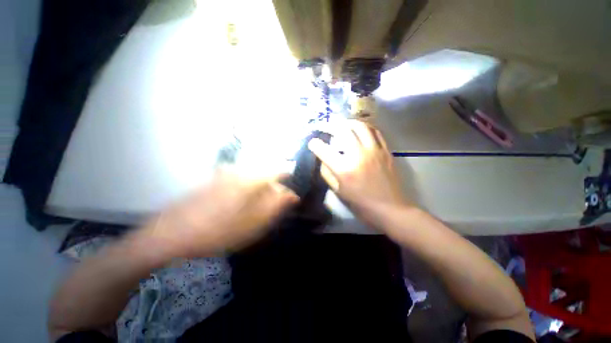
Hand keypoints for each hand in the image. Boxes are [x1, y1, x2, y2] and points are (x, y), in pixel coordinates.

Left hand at [139, 170, 298, 258]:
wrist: (172, 234)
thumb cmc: (219, 230)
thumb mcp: (255, 222)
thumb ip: (277, 204)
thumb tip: (293, 194)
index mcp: (253, 177)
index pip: (281, 170)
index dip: (290, 181)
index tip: (291, 195)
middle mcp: (242, 169)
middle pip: (268, 174)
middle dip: (275, 188)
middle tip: (272, 208)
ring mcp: (227, 172)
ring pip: (255, 177)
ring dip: (261, 191)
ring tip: (256, 210)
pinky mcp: (217, 179)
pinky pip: (242, 180)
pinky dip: (248, 191)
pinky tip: (240, 206)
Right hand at [308, 120, 407, 222]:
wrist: (391, 209)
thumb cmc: (362, 204)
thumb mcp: (339, 192)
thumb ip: (328, 174)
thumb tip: (323, 160)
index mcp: (344, 169)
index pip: (324, 150)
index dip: (315, 144)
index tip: (312, 142)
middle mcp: (358, 155)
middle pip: (342, 130)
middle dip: (330, 125)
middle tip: (325, 126)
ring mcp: (374, 151)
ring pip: (360, 126)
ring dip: (348, 122)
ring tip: (342, 124)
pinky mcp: (385, 151)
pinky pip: (375, 132)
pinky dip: (365, 127)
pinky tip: (360, 129)